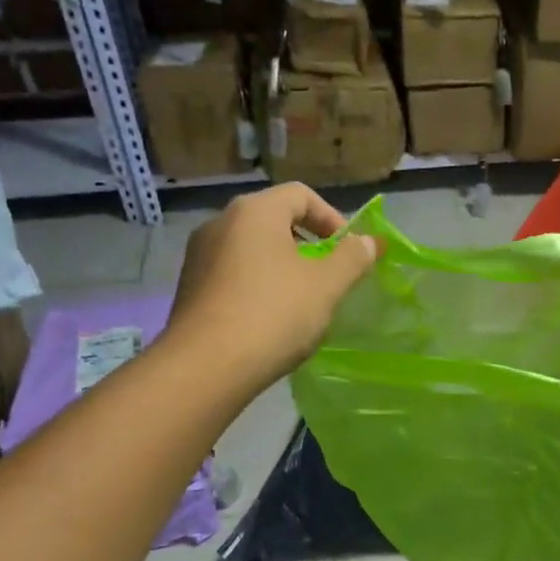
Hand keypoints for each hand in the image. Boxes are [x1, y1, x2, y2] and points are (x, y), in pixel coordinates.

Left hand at [165, 184, 378, 384]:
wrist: (206, 366)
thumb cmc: (274, 314)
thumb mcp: (327, 285)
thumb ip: (353, 258)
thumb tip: (369, 242)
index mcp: (254, 211)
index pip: (300, 194)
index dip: (332, 218)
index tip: (349, 252)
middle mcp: (220, 223)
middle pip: (275, 220)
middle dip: (309, 245)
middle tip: (330, 277)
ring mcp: (199, 256)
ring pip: (253, 250)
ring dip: (284, 268)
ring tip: (303, 303)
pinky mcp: (190, 289)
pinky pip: (234, 275)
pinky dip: (258, 287)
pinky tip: (271, 321)